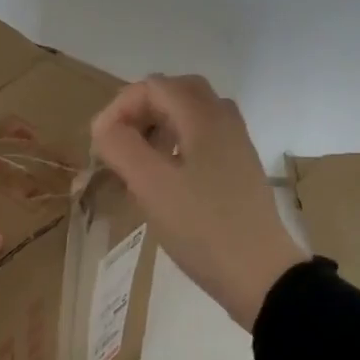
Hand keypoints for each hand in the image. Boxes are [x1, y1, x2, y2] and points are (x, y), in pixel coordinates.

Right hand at [90, 75, 307, 330]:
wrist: (260, 273)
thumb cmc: (202, 227)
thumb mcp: (151, 186)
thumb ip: (121, 147)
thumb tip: (104, 127)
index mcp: (204, 117)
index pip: (153, 86)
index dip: (119, 107)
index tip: (100, 144)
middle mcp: (224, 121)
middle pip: (177, 92)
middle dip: (141, 110)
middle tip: (119, 143)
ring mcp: (236, 146)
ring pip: (192, 116)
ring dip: (159, 126)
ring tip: (137, 160)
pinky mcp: (239, 170)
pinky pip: (203, 139)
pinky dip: (177, 145)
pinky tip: (165, 180)